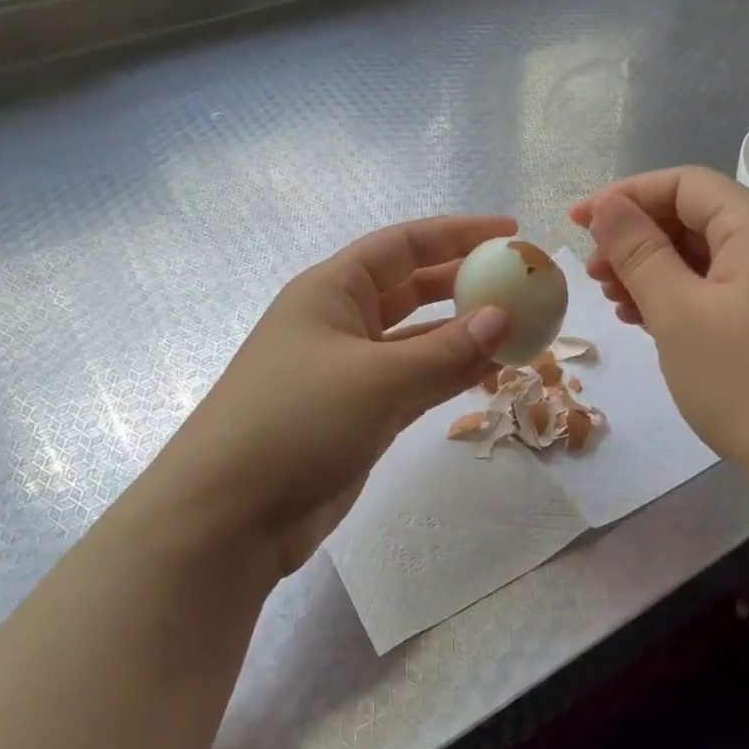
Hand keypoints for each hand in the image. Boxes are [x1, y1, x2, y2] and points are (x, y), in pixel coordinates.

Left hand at [152, 216, 513, 582]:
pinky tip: (489, 373)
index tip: (509, 232)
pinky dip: (449, 375)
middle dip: (464, 282)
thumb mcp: (378, 378)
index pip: (403, 245)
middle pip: (412, 288)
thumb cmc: (296, 422)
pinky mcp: (359, 415)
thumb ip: (446, 350)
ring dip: (463, 335)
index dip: (456, 234)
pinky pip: (415, 381)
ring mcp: (349, 371)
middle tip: (519, 284)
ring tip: (518, 331)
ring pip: (418, 339)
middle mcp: (340, 322)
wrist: (229, 516)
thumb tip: (503, 318)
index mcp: (332, 291)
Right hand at [570, 168, 748, 487]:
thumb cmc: (744, 381)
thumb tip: (606, 204)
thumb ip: (638, 250)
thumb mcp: (678, 311)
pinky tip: (644, 318)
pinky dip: (676, 295)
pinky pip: (716, 287)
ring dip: (651, 269)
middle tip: (592, 272)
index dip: (626, 196)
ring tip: (612, 300)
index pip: (684, 184)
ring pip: (701, 255)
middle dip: (636, 237)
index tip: (578, 223)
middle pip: (693, 217)